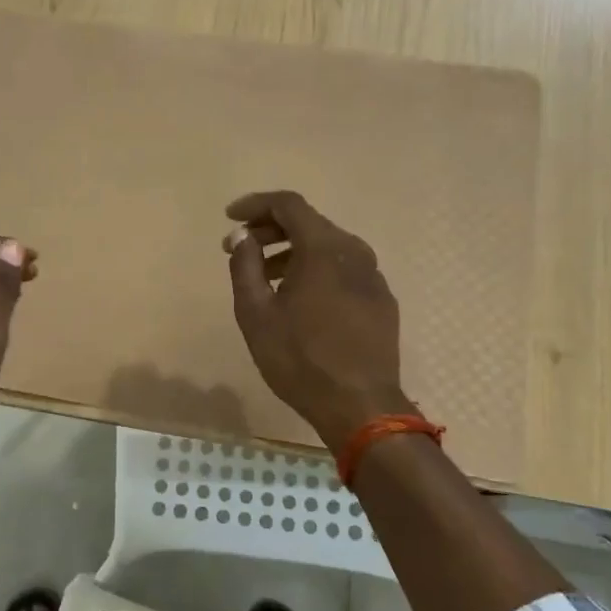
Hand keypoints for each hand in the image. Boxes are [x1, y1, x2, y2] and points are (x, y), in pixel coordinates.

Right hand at [224, 191, 411, 453]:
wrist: (361, 406)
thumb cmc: (300, 359)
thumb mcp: (256, 314)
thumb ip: (245, 267)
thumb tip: (242, 238)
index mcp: (323, 248)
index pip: (288, 204)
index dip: (255, 204)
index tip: (229, 218)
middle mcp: (354, 251)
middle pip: (309, 223)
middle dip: (270, 230)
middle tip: (240, 249)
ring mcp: (373, 276)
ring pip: (328, 247)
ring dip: (292, 252)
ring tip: (265, 277)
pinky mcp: (381, 300)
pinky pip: (344, 269)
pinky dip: (316, 270)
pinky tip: (300, 299)